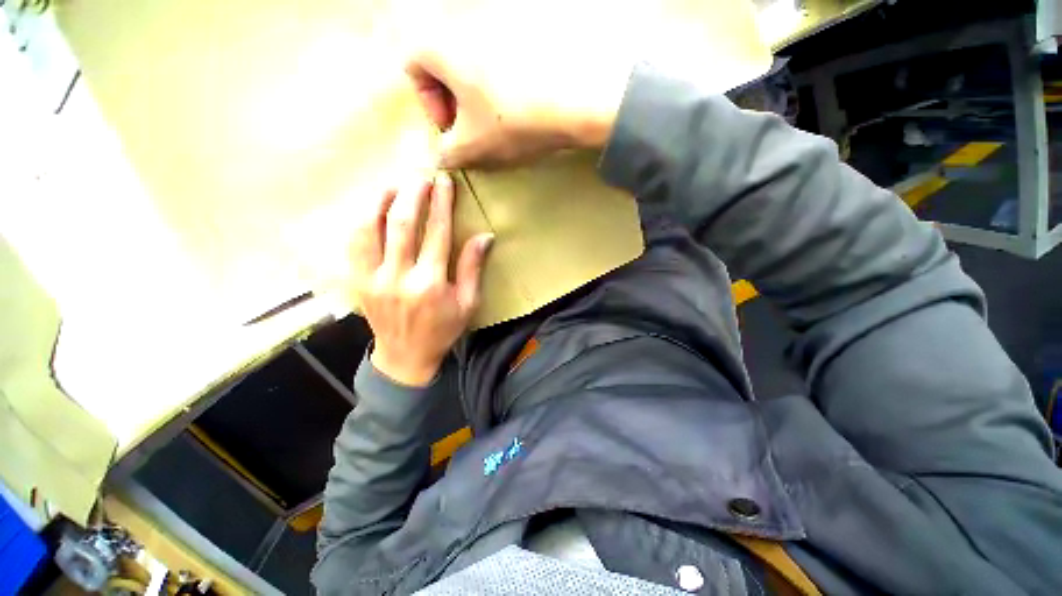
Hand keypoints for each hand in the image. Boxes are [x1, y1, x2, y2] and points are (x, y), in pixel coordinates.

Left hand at [352, 173, 493, 386]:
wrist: (405, 356)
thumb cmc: (443, 329)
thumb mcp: (467, 303)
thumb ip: (472, 268)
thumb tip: (484, 236)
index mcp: (430, 283)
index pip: (436, 232)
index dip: (441, 203)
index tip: (445, 181)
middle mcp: (398, 277)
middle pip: (401, 223)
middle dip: (412, 193)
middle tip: (421, 174)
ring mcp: (372, 279)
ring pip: (369, 228)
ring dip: (381, 201)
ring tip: (394, 183)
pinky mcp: (357, 282)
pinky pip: (353, 244)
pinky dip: (362, 220)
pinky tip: (371, 208)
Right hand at [403, 3, 634, 168]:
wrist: (572, 103)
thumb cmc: (511, 122)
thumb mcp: (472, 146)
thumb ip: (447, 153)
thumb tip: (441, 157)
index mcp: (445, 49)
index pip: (413, 65)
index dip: (426, 103)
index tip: (449, 128)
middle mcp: (469, 34)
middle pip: (445, 69)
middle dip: (453, 105)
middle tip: (471, 133)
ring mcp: (500, 38)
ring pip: (474, 73)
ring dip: (478, 104)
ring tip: (497, 131)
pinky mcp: (527, 50)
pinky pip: (499, 73)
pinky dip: (501, 97)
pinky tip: (518, 118)